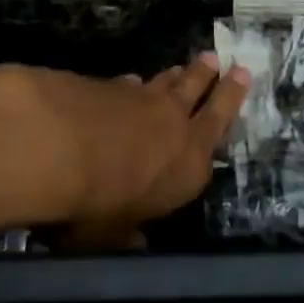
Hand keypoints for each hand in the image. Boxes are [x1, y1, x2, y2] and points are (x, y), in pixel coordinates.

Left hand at [0, 53, 250, 237]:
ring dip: (180, 73)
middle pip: (201, 92)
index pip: (220, 128)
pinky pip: (132, 83)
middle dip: (214, 78)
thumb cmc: (98, 205)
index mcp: (189, 165)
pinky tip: (132, 80)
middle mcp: (175, 125)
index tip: (242, 77)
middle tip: (223, 60)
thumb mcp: (113, 236)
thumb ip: (128, 233)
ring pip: (169, 82)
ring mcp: (143, 99)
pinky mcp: (111, 85)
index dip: (231, 101)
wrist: (61, 148)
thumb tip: (136, 241)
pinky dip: (136, 82)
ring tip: (190, 63)